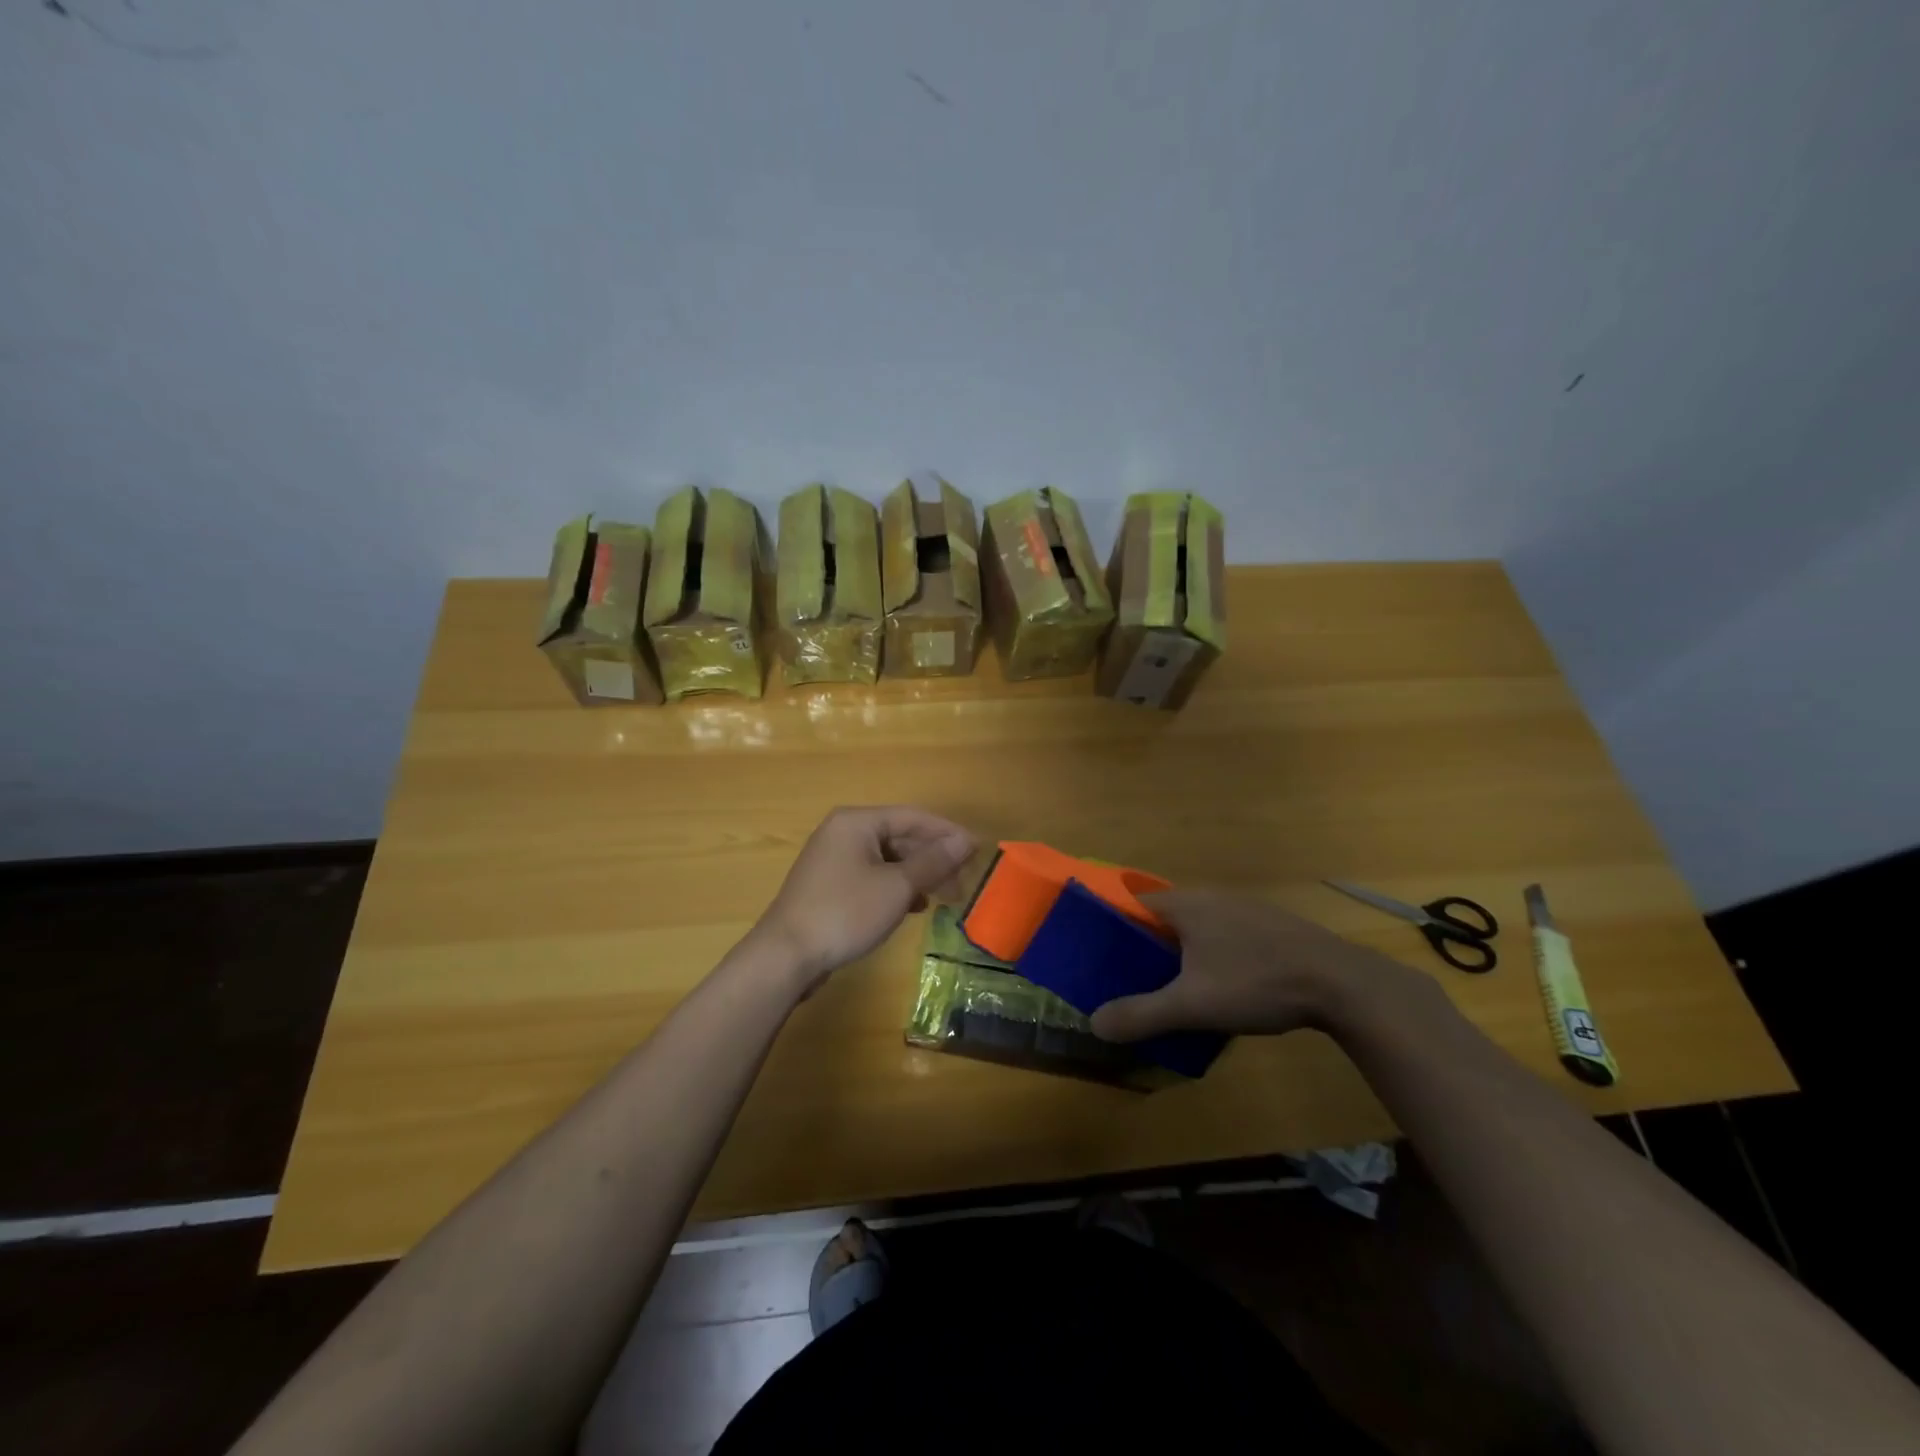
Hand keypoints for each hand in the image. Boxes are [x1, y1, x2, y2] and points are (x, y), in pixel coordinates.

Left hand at [751, 807, 975, 990]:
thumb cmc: (845, 912)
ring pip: (887, 859)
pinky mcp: (830, 885)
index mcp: (857, 821)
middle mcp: (843, 832)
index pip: (913, 817)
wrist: (786, 955)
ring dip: (917, 875)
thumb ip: (933, 862)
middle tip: (963, 882)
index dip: (948, 833)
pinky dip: (896, 887)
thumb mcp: (897, 887)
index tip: (977, 851)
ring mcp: (833, 859)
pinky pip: (872, 876)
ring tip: (944, 897)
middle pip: (900, 837)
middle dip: (934, 858)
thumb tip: (964, 841)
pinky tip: (914, 906)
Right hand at [1090, 890, 1429, 1041]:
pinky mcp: (1269, 926)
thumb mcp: (1192, 1005)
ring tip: (1169, 989)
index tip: (1099, 958)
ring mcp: (1243, 909)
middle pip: (1162, 918)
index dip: (1111, 929)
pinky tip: (1219, 987)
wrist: (1340, 983)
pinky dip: (1210, 956)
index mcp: (1185, 905)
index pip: (1132, 904)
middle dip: (1144, 947)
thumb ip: (1141, 1014)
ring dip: (1179, 953)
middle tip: (1130, 981)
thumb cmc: (1256, 982)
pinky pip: (1223, 936)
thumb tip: (1094, 1024)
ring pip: (1195, 928)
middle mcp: (1210, 897)